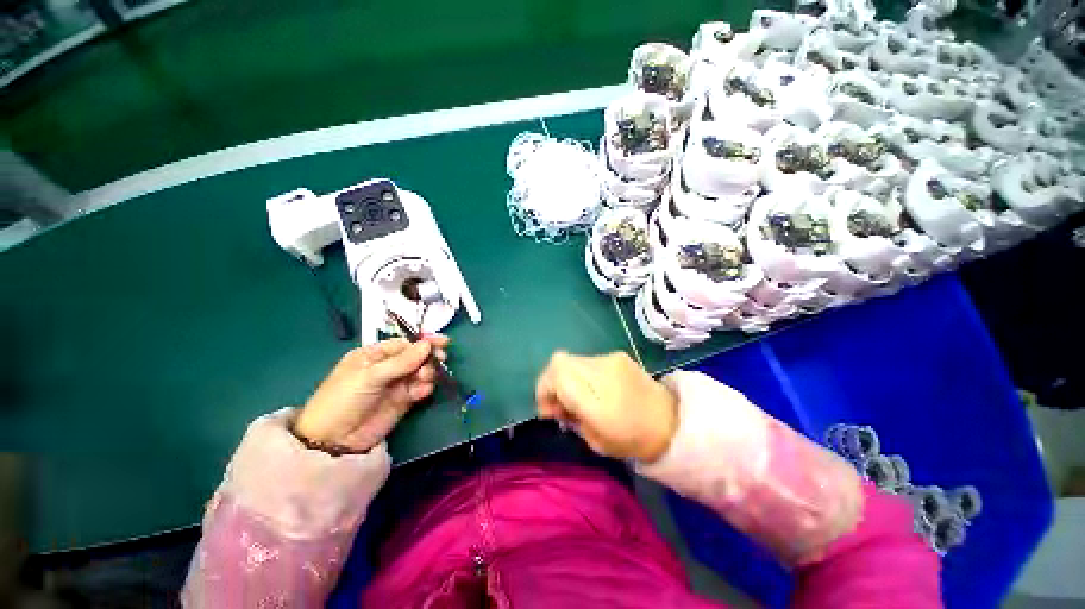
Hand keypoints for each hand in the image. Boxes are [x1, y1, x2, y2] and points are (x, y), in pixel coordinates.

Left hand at [294, 336, 448, 452]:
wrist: (333, 441)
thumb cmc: (343, 399)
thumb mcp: (369, 376)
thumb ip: (401, 361)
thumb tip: (427, 345)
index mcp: (374, 355)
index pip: (404, 344)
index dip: (423, 342)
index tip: (442, 342)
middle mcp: (388, 367)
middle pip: (416, 356)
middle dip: (429, 357)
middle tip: (440, 359)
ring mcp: (396, 384)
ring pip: (420, 372)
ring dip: (428, 372)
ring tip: (425, 378)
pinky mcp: (403, 401)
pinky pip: (420, 389)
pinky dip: (424, 388)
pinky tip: (422, 392)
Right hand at [535, 351, 677, 461]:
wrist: (670, 421)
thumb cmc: (632, 439)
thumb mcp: (594, 441)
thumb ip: (569, 418)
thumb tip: (555, 404)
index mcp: (597, 400)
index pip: (557, 375)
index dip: (544, 388)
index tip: (548, 409)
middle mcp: (602, 371)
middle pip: (559, 361)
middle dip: (551, 381)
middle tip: (559, 403)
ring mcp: (611, 359)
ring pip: (572, 360)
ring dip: (566, 377)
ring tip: (577, 396)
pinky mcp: (618, 355)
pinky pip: (587, 361)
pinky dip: (581, 373)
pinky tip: (593, 388)